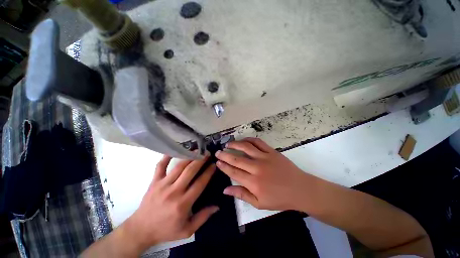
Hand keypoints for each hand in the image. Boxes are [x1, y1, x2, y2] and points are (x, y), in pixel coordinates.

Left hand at [122, 154, 217, 252]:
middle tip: (207, 153)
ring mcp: (162, 185)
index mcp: (183, 203)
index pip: (200, 183)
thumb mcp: (187, 230)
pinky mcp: (154, 182)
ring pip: (179, 167)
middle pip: (190, 171)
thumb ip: (203, 217)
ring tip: (197, 150)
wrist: (141, 230)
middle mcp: (174, 191)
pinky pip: (160, 166)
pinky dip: (166, 157)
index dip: (208, 172)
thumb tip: (217, 206)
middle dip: (201, 160)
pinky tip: (173, 150)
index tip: (214, 165)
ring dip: (189, 157)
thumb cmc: (166, 230)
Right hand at [215, 137, 316, 210]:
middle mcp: (257, 168)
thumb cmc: (279, 199)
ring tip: (228, 144)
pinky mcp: (272, 151)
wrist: (300, 189)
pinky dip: (249, 139)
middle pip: (236, 159)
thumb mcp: (259, 203)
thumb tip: (225, 189)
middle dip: (225, 155)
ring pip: (246, 148)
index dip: (224, 166)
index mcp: (253, 183)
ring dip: (235, 145)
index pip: (233, 172)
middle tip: (217, 152)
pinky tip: (243, 140)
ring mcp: (265, 158)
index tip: (217, 162)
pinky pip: (258, 142)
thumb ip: (241, 195)